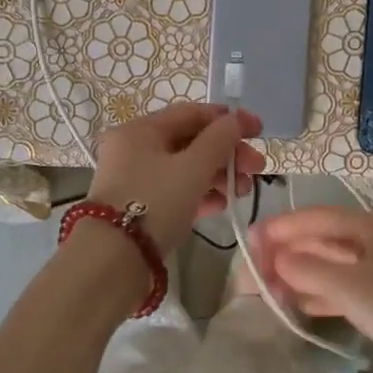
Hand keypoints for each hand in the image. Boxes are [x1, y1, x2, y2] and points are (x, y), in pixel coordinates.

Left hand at [85, 103, 265, 255]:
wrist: (114, 259)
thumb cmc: (155, 202)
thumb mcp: (193, 167)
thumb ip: (219, 140)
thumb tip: (235, 121)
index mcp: (140, 130)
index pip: (191, 113)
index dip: (228, 120)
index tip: (259, 131)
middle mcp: (134, 149)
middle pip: (190, 142)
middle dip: (227, 154)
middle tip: (256, 169)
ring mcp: (135, 179)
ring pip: (185, 168)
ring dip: (218, 176)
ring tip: (243, 193)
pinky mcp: (140, 207)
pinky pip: (176, 191)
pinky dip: (200, 194)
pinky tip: (221, 206)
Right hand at [249, 207, 372, 372]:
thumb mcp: (349, 286)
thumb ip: (306, 268)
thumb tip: (274, 258)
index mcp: (365, 226)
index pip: (310, 218)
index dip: (277, 229)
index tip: (246, 244)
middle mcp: (370, 241)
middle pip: (317, 242)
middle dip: (282, 256)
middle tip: (248, 277)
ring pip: (326, 267)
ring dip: (296, 276)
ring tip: (264, 293)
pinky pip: (340, 289)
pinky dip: (317, 294)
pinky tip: (296, 306)